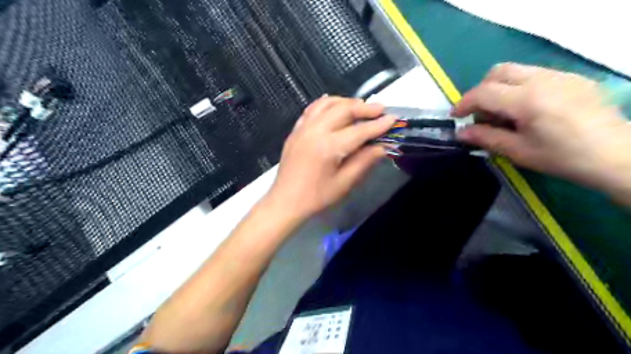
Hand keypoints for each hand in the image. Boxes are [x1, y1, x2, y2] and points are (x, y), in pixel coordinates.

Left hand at [264, 95, 393, 219]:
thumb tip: (382, 147)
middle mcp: (315, 131)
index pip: (359, 130)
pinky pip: (312, 109)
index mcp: (329, 147)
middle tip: (380, 109)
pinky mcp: (295, 131)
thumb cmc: (316, 197)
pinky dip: (326, 104)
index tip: (393, 119)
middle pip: (343, 110)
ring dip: (346, 102)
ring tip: (359, 106)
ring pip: (327, 104)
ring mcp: (303, 128)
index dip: (378, 125)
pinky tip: (334, 106)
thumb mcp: (344, 183)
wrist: (285, 201)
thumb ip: (364, 162)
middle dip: (364, 108)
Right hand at [454, 64, 630, 190]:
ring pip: (517, 70)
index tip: (456, 116)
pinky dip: (520, 87)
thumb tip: (460, 133)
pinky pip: (536, 74)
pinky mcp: (573, 78)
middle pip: (498, 72)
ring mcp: (560, 76)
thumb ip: (486, 138)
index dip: (464, 103)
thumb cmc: (561, 157)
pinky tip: (527, 108)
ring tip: (503, 112)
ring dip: (500, 88)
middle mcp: (542, 80)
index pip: (484, 92)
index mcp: (527, 100)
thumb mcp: (518, 151)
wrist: (615, 155)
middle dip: (481, 90)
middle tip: (480, 113)